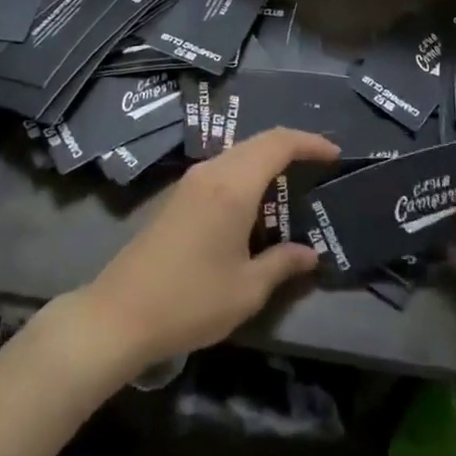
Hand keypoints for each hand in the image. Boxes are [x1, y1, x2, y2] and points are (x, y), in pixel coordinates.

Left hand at [78, 128, 335, 369]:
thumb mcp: (247, 289)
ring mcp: (190, 182)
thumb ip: (282, 264)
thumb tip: (309, 253)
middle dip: (291, 147)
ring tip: (293, 182)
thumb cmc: (191, 300)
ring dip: (266, 159)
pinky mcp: (177, 196)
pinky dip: (246, 172)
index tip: (335, 155)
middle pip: (257, 142)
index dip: (309, 142)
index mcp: (232, 186)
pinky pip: (221, 168)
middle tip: (319, 165)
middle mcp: (210, 173)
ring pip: (237, 153)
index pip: (277, 144)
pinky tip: (256, 201)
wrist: (120, 313)